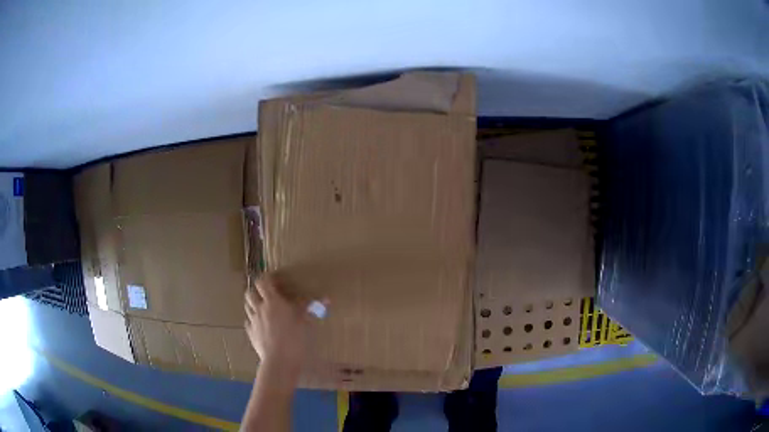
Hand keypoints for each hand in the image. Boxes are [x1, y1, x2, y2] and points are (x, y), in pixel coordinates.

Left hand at [245, 274, 310, 375]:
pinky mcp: (251, 335)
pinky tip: (261, 326)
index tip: (273, 279)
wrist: (280, 362)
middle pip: (250, 293)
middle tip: (266, 294)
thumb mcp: (306, 323)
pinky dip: (254, 321)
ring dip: (253, 304)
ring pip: (247, 307)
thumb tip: (327, 299)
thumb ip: (313, 309)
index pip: (262, 282)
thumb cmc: (295, 339)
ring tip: (263, 308)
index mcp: (273, 302)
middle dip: (256, 291)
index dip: (266, 278)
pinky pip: (249, 323)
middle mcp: (259, 309)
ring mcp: (253, 322)